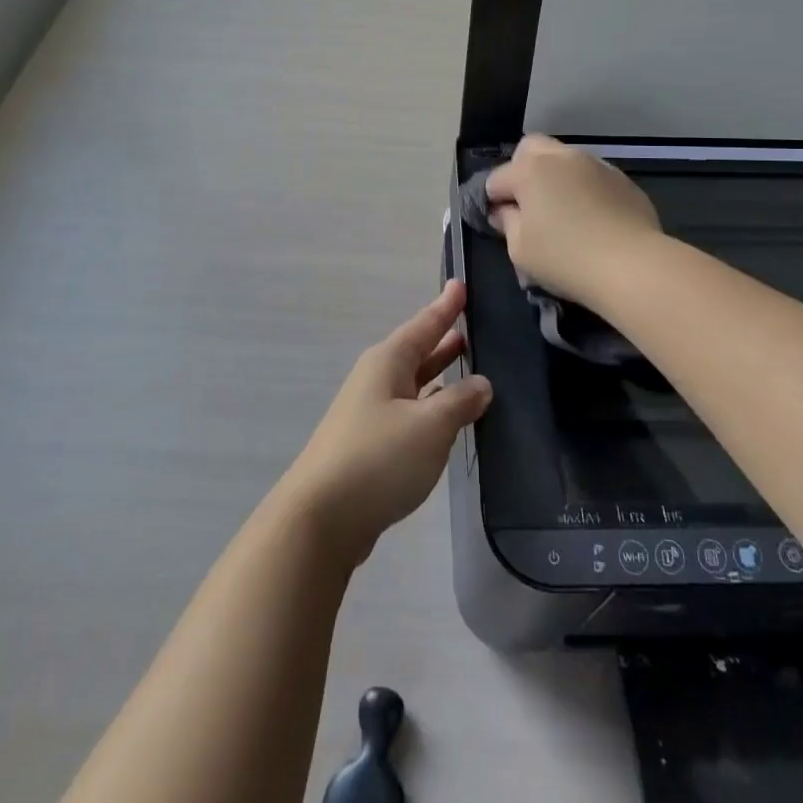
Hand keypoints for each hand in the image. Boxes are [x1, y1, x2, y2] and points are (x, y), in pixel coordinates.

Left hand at [278, 281, 491, 568]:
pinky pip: (409, 412)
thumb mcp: (430, 425)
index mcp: (388, 362)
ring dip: (440, 374)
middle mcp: (377, 380)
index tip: (461, 284)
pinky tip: (448, 418)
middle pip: (417, 351)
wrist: (322, 518)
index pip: (425, 324)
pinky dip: (431, 407)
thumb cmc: (379, 459)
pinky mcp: (370, 445)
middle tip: (473, 326)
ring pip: (414, 383)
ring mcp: (370, 413)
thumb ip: (460, 401)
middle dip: (444, 339)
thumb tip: (481, 384)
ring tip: (470, 366)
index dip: (446, 306)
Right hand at [485, 135, 662, 309]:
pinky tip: (591, 217)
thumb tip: (505, 211)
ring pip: (565, 159)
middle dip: (521, 170)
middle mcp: (561, 157)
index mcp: (530, 170)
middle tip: (527, 205)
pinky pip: (592, 176)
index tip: (500, 223)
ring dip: (555, 177)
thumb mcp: (520, 250)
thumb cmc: (566, 259)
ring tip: (562, 212)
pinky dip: (584, 188)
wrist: (633, 266)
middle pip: (530, 149)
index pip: (497, 178)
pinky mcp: (622, 179)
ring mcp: (596, 164)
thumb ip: (507, 223)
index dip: (492, 201)